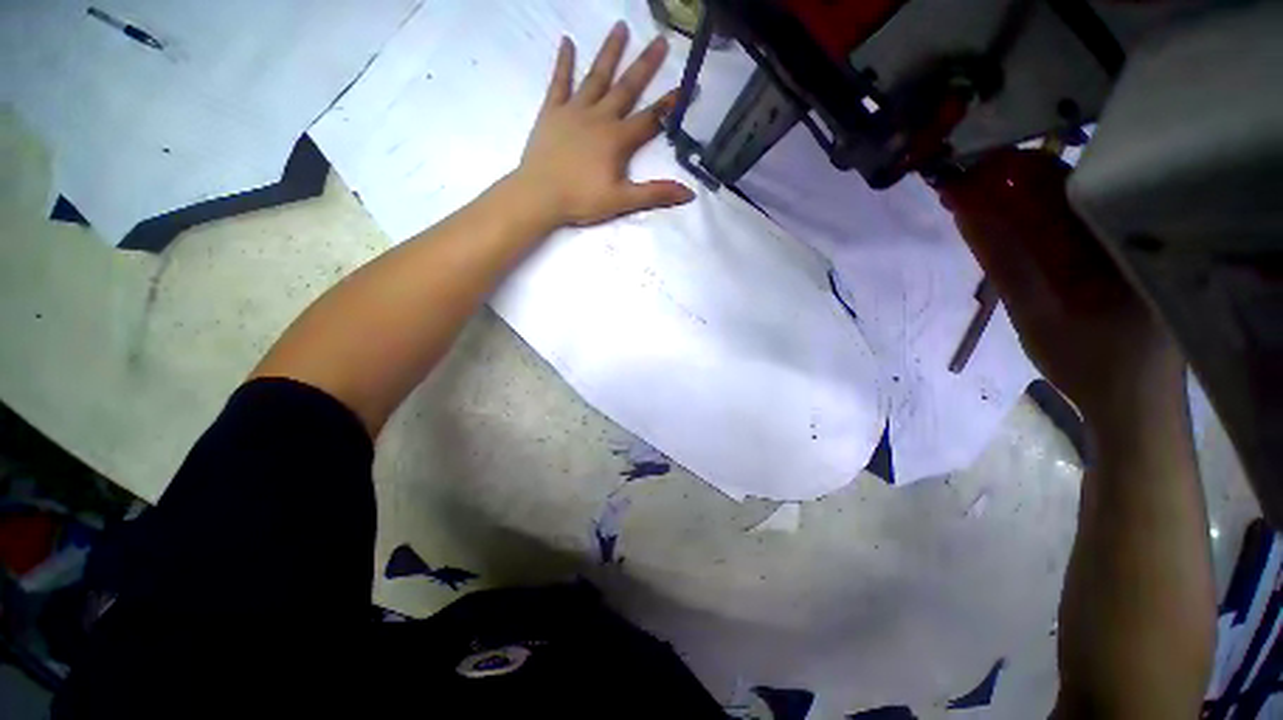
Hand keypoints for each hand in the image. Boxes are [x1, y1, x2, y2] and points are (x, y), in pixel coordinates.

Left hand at [511, 22, 695, 227]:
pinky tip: (567, 42)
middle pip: (626, 88)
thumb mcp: (622, 201)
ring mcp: (574, 111)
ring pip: (596, 77)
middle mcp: (599, 117)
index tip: (686, 86)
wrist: (539, 196)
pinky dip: (563, 62)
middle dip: (645, 65)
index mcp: (617, 140)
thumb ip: (654, 193)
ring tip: (621, 26)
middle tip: (660, 39)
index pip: (650, 119)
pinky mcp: (551, 112)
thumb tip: (688, 193)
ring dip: (610, 52)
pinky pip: (559, 82)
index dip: (669, 106)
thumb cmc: (581, 199)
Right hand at [938, 150, 1181, 423]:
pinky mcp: (1117, 256)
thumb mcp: (1035, 312)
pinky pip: (1070, 226)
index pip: (1058, 181)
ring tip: (975, 203)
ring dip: (1017, 202)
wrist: (1130, 401)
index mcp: (1119, 234)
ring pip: (1064, 205)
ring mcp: (1125, 241)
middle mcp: (1128, 226)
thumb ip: (1002, 257)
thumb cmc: (1087, 361)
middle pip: (1061, 186)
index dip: (1007, 172)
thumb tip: (967, 208)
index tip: (965, 173)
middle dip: (1007, 184)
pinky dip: (1035, 222)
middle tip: (962, 189)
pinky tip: (1009, 226)